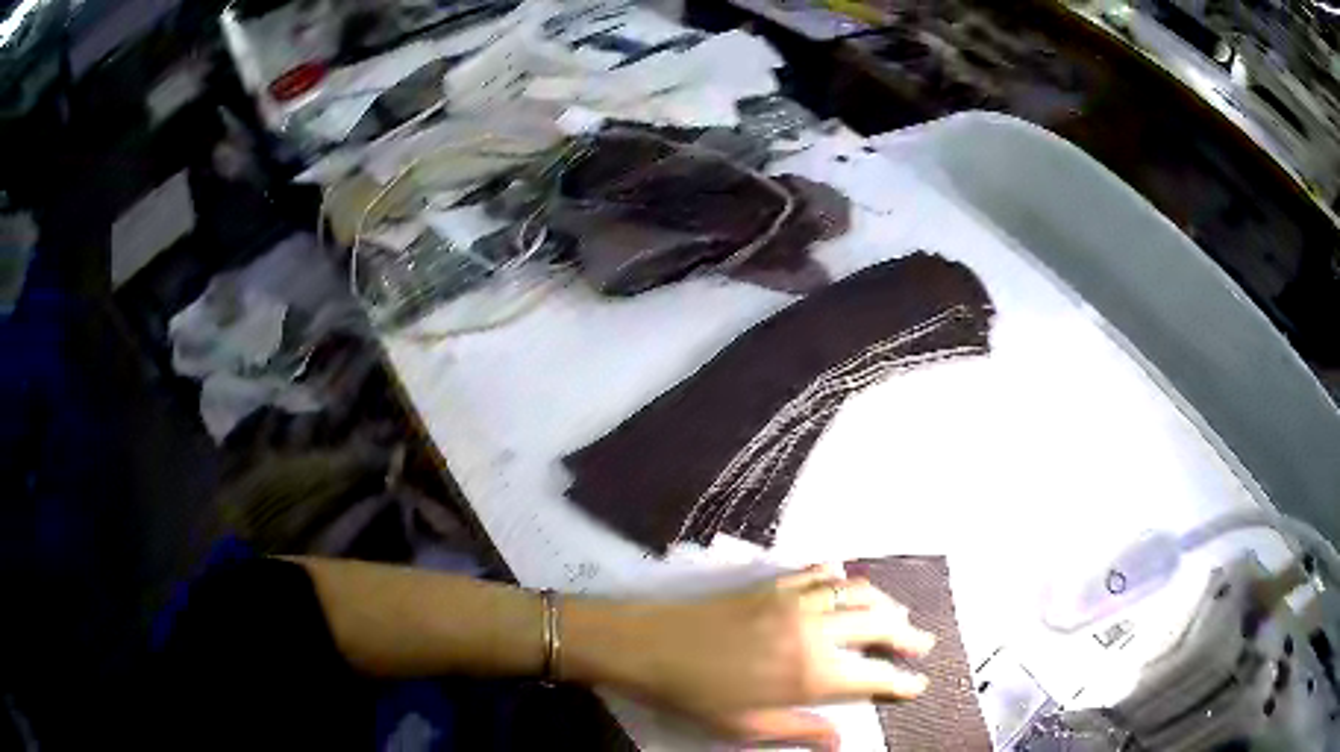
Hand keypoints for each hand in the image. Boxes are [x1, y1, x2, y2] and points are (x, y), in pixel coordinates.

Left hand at [568, 565, 935, 749]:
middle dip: (908, 635)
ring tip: (898, 614)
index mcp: (812, 674)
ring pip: (859, 593)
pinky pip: (821, 574)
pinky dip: (843, 578)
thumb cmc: (696, 695)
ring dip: (885, 603)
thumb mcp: (748, 726)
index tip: (920, 684)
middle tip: (923, 644)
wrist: (649, 645)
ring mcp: (796, 602)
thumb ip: (801, 730)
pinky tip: (847, 583)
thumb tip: (841, 741)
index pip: (876, 676)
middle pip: (880, 625)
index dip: (903, 682)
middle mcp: (816, 631)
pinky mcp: (775, 584)